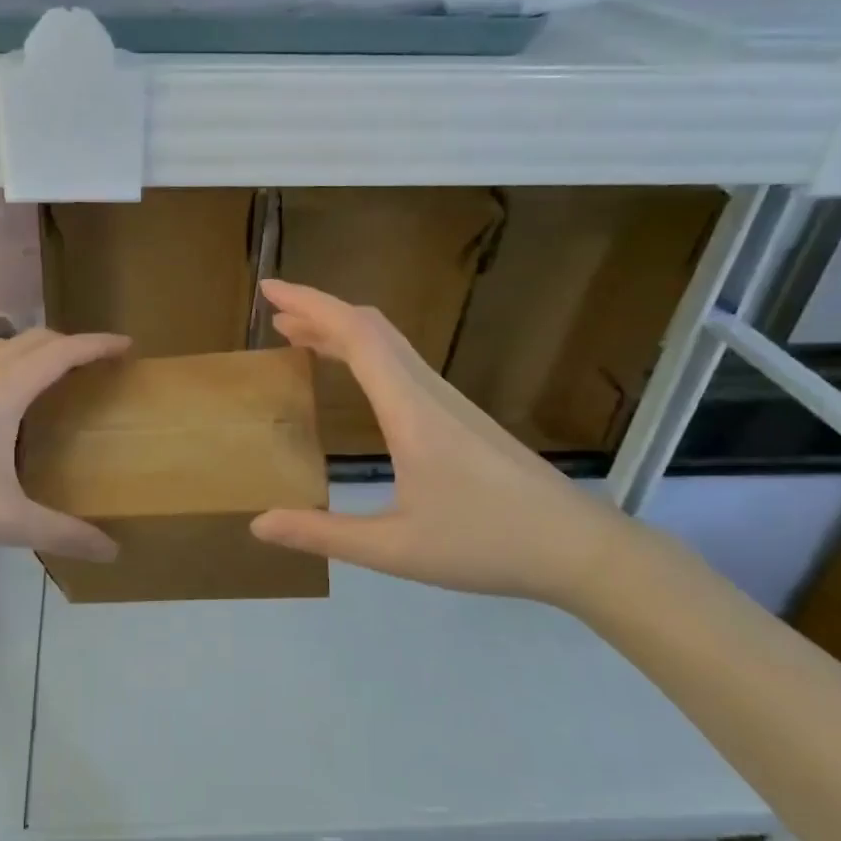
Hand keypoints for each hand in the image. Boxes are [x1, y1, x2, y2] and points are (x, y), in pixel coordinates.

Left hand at [0, 327, 130, 560]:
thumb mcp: (3, 519)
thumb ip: (61, 533)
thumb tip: (111, 552)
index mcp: (5, 390)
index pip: (63, 351)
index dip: (98, 344)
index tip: (127, 345)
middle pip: (34, 339)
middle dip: (70, 342)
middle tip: (96, 364)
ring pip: (3, 346)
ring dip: (35, 348)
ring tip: (55, 374)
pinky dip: (8, 363)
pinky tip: (3, 400)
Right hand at [249, 280, 644, 611]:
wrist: (580, 548)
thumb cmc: (487, 544)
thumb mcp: (395, 549)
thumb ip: (323, 535)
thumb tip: (260, 524)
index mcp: (411, 411)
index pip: (356, 336)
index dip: (311, 305)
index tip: (270, 290)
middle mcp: (430, 393)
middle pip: (372, 329)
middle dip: (320, 313)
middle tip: (275, 315)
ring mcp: (450, 403)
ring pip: (390, 346)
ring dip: (343, 333)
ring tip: (301, 339)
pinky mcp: (461, 418)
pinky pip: (403, 367)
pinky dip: (366, 355)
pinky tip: (354, 378)